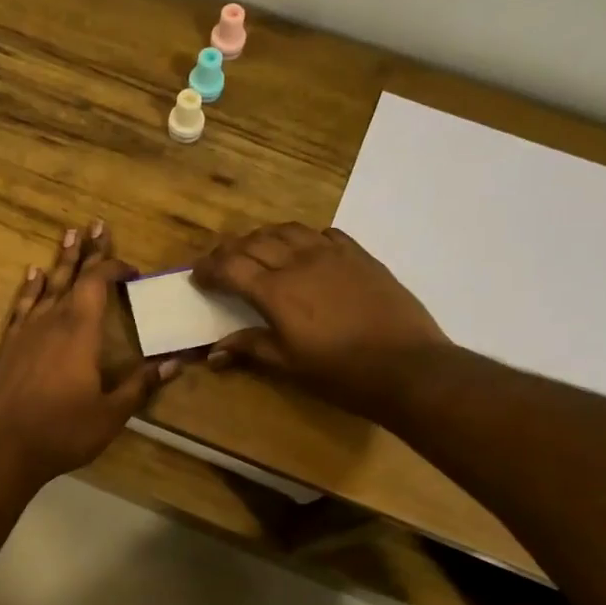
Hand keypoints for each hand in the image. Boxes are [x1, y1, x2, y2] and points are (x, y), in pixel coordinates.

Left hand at [0, 222, 180, 487]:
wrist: (6, 447)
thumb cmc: (64, 430)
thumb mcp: (112, 412)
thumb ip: (141, 384)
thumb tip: (177, 363)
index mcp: (81, 331)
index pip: (98, 283)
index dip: (114, 268)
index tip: (131, 269)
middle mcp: (53, 320)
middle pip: (73, 275)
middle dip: (87, 250)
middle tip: (95, 224)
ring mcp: (27, 331)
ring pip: (46, 285)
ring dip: (60, 261)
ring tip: (68, 235)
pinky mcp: (9, 345)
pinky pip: (22, 306)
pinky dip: (29, 288)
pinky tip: (33, 274)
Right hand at [190, 223, 448, 423]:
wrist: (408, 367)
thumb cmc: (342, 374)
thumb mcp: (290, 366)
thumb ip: (252, 349)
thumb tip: (214, 352)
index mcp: (276, 291)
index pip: (231, 267)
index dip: (209, 269)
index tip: (197, 276)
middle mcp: (299, 262)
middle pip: (254, 242)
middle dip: (230, 250)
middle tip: (220, 263)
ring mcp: (333, 254)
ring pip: (288, 230)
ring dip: (264, 237)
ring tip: (257, 251)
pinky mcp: (360, 255)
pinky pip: (324, 234)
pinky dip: (304, 238)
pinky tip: (304, 250)